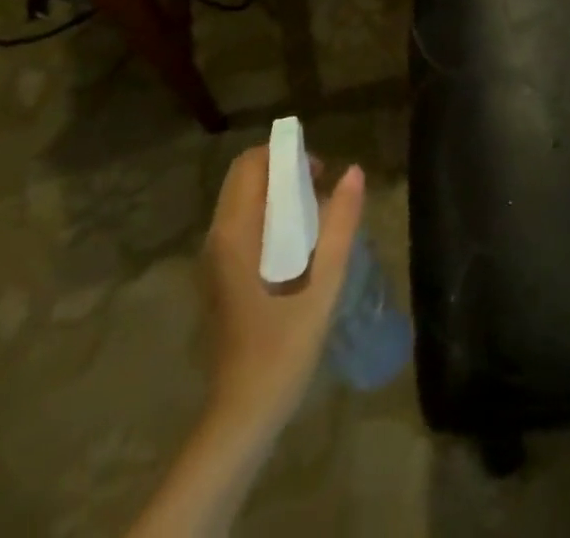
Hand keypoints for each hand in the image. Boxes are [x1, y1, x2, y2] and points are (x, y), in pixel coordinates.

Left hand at [202, 145, 365, 441]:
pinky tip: (297, 245)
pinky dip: (268, 216)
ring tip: (314, 215)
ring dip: (276, 194)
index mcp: (235, 232)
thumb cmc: (283, 346)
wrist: (243, 414)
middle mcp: (217, 237)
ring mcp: (214, 259)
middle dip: (282, 170)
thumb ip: (340, 223)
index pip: (250, 164)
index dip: (285, 155)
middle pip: (244, 178)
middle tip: (320, 189)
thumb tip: (354, 171)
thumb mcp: (324, 282)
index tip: (319, 172)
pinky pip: (242, 224)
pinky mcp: (220, 277)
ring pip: (242, 201)